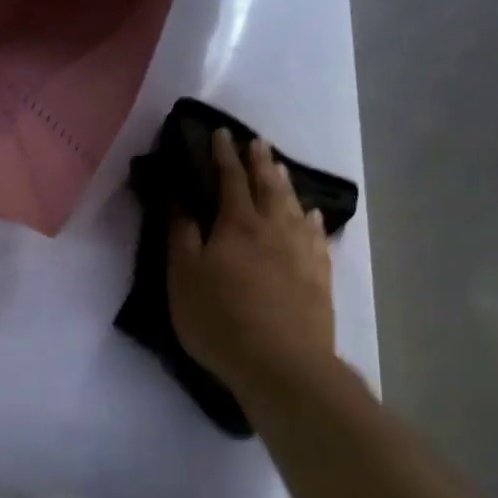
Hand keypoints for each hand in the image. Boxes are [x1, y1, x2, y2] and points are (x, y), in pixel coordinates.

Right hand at [169, 128, 336, 398]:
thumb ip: (181, 233)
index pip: (230, 178)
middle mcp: (274, 227)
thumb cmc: (220, 319)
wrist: (282, 364)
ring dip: (285, 183)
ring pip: (294, 205)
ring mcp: (301, 251)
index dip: (223, 155)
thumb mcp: (183, 276)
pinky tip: (310, 216)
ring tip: (280, 169)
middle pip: (268, 185)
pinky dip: (310, 219)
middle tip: (256, 142)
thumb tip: (178, 194)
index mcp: (237, 224)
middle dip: (259, 161)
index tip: (220, 133)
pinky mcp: (319, 275)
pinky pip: (315, 235)